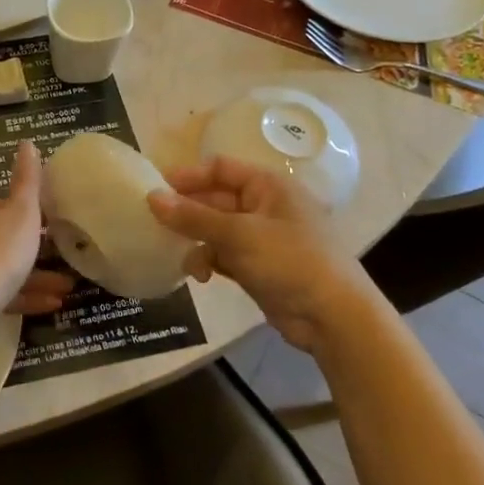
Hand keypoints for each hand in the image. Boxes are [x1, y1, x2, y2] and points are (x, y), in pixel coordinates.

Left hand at [0, 141, 73, 326]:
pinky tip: (53, 304)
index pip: (4, 208)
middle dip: (37, 250)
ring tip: (69, 287)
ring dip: (37, 277)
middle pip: (5, 240)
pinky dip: (26, 296)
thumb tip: (27, 142)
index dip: (30, 216)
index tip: (55, 226)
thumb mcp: (22, 211)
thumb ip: (28, 179)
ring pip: (5, 270)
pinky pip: (1, 293)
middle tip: (67, 259)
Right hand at [148, 156, 387, 352]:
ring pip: (216, 230)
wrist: (332, 316)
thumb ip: (193, 217)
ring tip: (181, 257)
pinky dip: (209, 262)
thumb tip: (151, 198)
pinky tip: (200, 277)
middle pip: (215, 199)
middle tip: (155, 225)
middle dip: (188, 213)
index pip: (220, 168)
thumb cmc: (290, 260)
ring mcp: (262, 237)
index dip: (188, 176)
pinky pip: (223, 254)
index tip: (155, 189)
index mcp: (268, 186)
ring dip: (196, 241)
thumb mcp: (238, 235)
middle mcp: (264, 206)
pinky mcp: (258, 266)